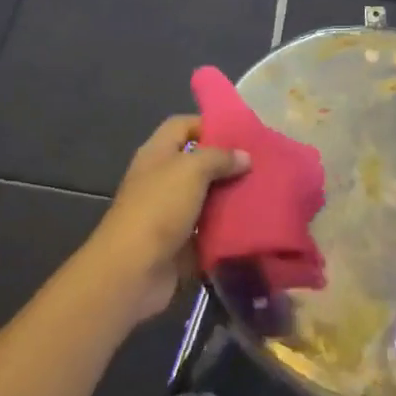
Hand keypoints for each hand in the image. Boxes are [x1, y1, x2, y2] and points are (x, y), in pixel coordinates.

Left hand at [86, 116, 249, 323]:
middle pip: (197, 163)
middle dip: (226, 163)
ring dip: (230, 196)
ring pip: (206, 197)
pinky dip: (227, 227)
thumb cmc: (158, 208)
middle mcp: (161, 179)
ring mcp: (170, 213)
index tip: (241, 133)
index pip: (182, 126)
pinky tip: (253, 222)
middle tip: (260, 164)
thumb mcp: (191, 170)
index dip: (208, 124)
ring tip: (263, 191)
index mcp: (157, 154)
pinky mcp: (180, 243)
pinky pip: (208, 229)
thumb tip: (244, 156)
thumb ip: (219, 158)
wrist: (133, 271)